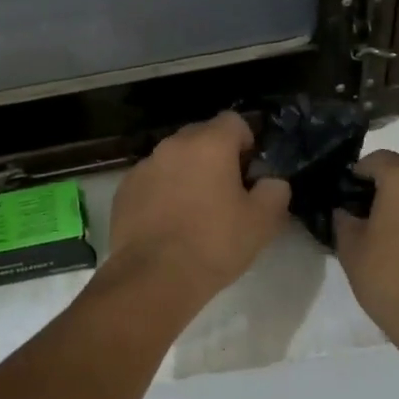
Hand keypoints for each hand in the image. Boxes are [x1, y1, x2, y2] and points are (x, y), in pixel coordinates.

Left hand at [106, 112, 291, 308]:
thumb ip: (274, 191)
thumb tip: (270, 182)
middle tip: (226, 194)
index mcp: (209, 144)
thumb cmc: (214, 244)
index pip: (233, 121)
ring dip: (186, 175)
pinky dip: (162, 193)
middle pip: (200, 137)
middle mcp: (172, 146)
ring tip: (195, 212)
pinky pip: (151, 182)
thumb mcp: (262, 222)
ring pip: (173, 160)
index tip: (249, 173)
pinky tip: (168, 225)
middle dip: (216, 157)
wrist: (153, 278)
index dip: (246, 143)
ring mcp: (143, 167)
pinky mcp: (123, 191)